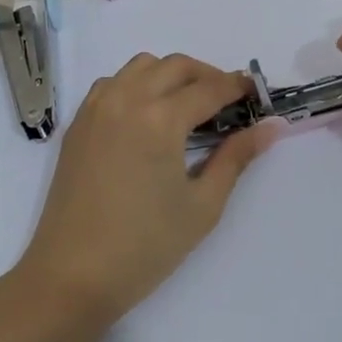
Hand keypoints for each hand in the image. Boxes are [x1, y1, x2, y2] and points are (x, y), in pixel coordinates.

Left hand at [14, 53, 276, 324]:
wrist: (72, 276)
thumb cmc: (145, 246)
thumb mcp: (202, 205)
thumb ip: (236, 158)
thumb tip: (270, 127)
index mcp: (160, 119)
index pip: (209, 88)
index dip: (237, 87)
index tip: (256, 93)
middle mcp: (127, 100)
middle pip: (175, 66)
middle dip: (207, 76)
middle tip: (226, 101)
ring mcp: (97, 108)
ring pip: (141, 66)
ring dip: (170, 74)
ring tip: (187, 105)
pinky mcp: (78, 124)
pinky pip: (112, 83)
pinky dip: (136, 84)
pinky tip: (146, 115)